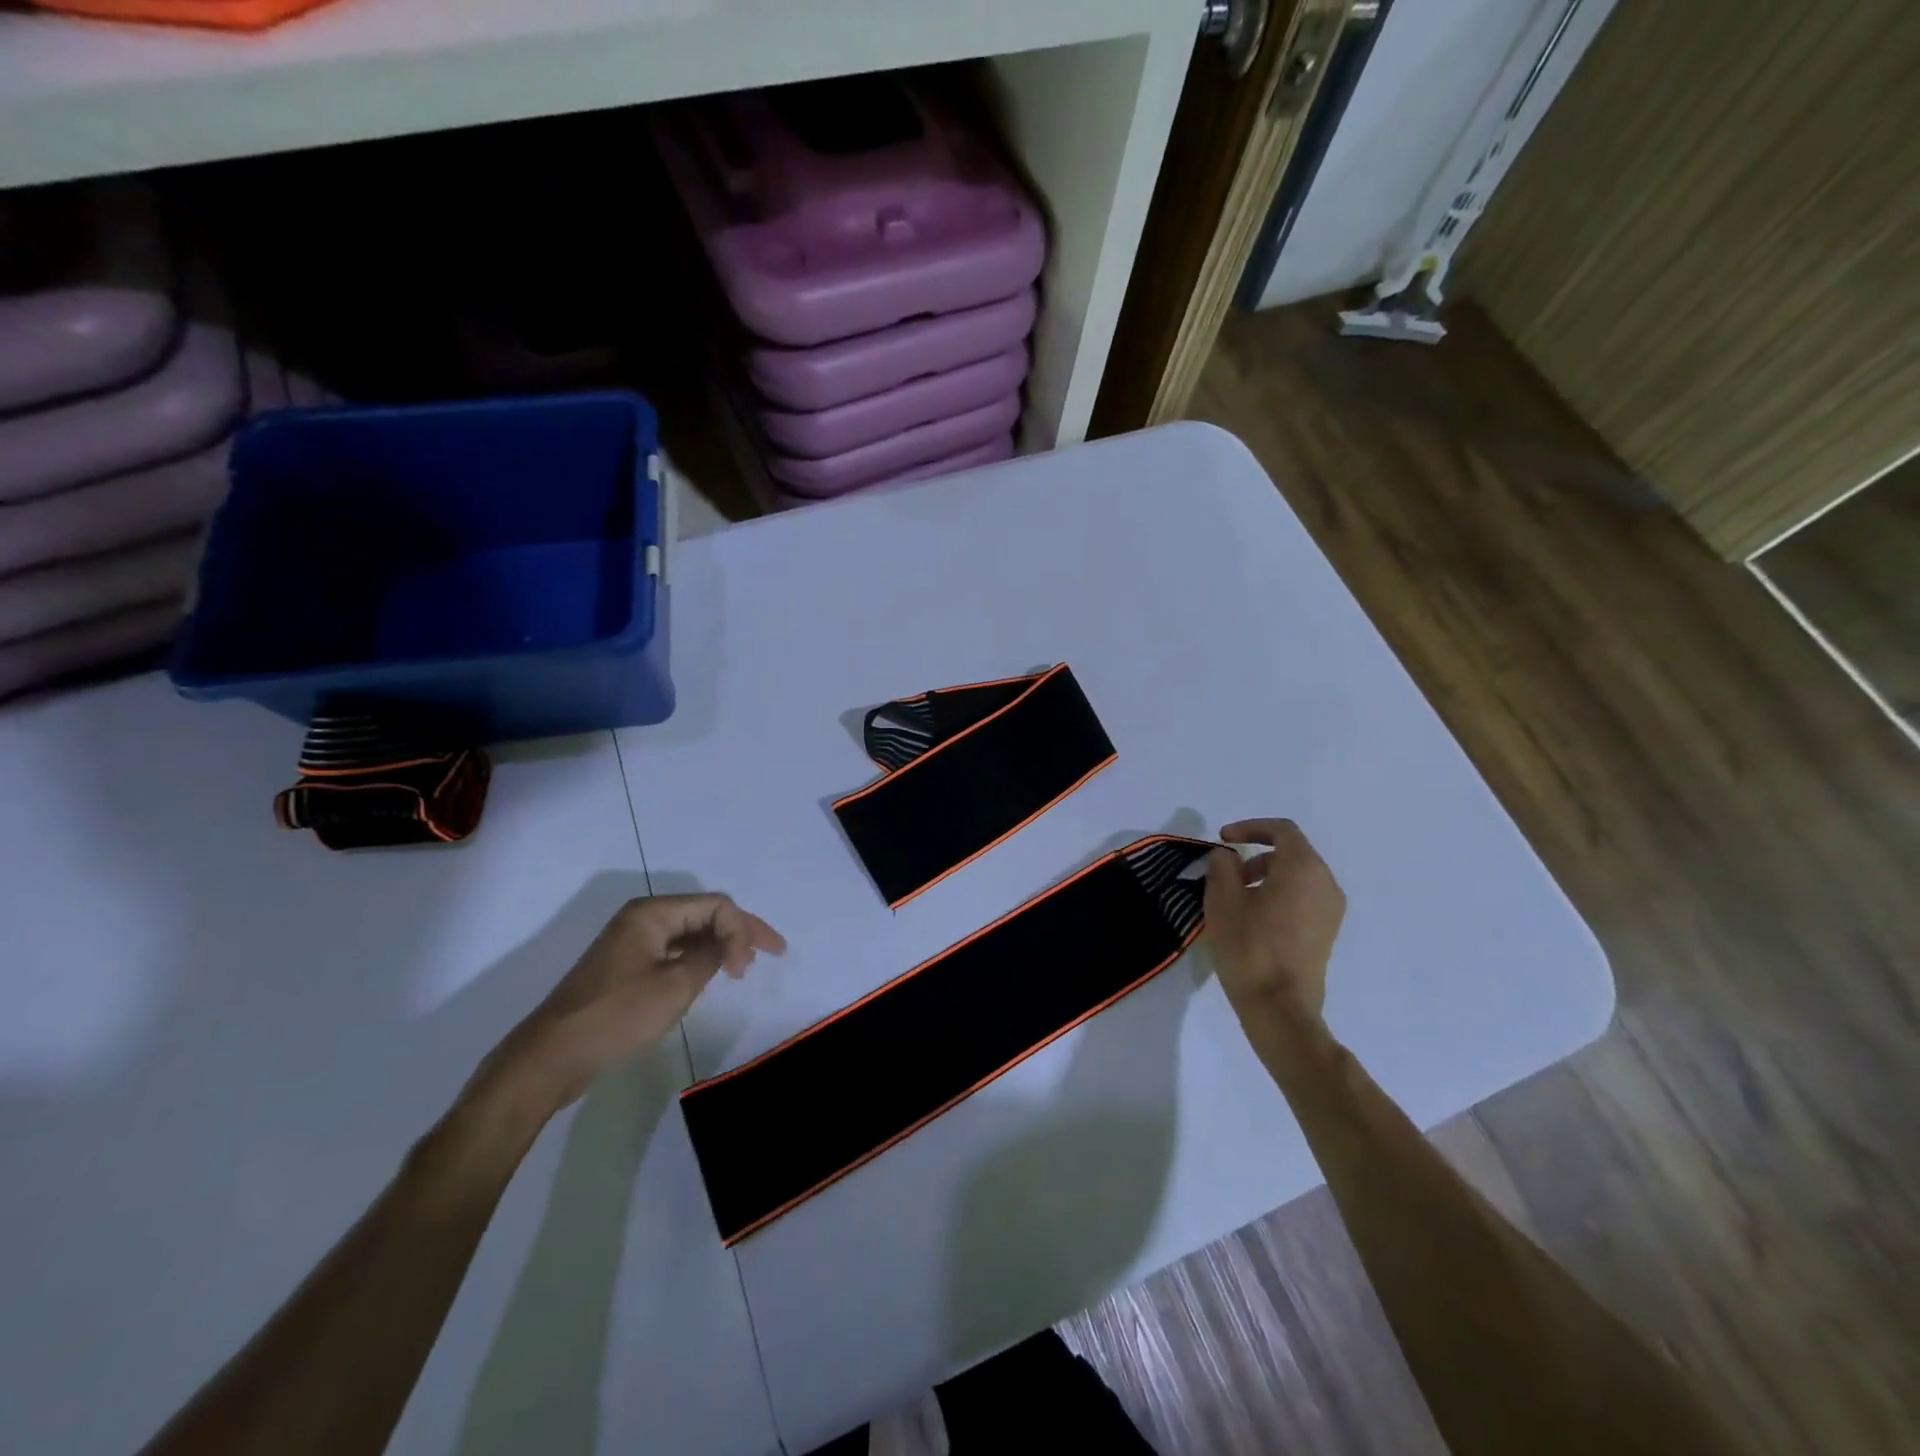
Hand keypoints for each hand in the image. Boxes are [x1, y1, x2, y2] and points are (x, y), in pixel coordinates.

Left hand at [481, 894, 785, 1114]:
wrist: (551, 1057)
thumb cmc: (616, 1016)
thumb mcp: (674, 986)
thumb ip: (711, 957)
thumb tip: (729, 945)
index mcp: (652, 913)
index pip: (715, 906)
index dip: (742, 931)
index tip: (747, 970)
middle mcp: (643, 919)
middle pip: (704, 914)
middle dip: (739, 932)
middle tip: (772, 953)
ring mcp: (632, 943)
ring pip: (690, 934)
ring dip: (720, 946)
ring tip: (742, 968)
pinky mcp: (626, 968)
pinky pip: (674, 952)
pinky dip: (698, 960)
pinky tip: (710, 977)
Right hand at [1204, 819, 1345, 1026]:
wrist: (1280, 1007)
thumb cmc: (1249, 946)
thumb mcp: (1222, 899)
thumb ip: (1222, 866)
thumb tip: (1227, 857)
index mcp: (1304, 868)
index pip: (1281, 830)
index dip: (1249, 828)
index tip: (1222, 840)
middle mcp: (1325, 883)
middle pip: (1292, 852)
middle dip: (1257, 855)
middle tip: (1227, 874)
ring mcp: (1331, 910)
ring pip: (1298, 876)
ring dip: (1267, 876)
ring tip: (1237, 898)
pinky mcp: (1327, 933)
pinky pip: (1304, 898)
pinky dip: (1280, 894)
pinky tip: (1254, 918)